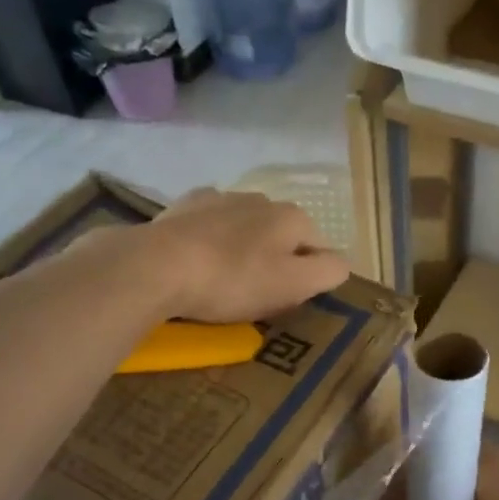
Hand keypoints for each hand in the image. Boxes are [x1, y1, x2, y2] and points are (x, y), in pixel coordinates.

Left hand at [146, 188, 350, 322]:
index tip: (287, 302)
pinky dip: (211, 237)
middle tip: (256, 296)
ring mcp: (221, 197)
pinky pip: (210, 223)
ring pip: (246, 226)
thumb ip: (327, 272)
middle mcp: (262, 199)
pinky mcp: (185, 205)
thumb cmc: (232, 281)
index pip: (319, 248)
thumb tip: (341, 263)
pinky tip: (198, 258)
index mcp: (292, 217)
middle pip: (282, 235)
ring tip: (223, 279)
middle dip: (276, 260)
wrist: (158, 266)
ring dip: (243, 247)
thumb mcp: (293, 285)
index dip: (309, 277)